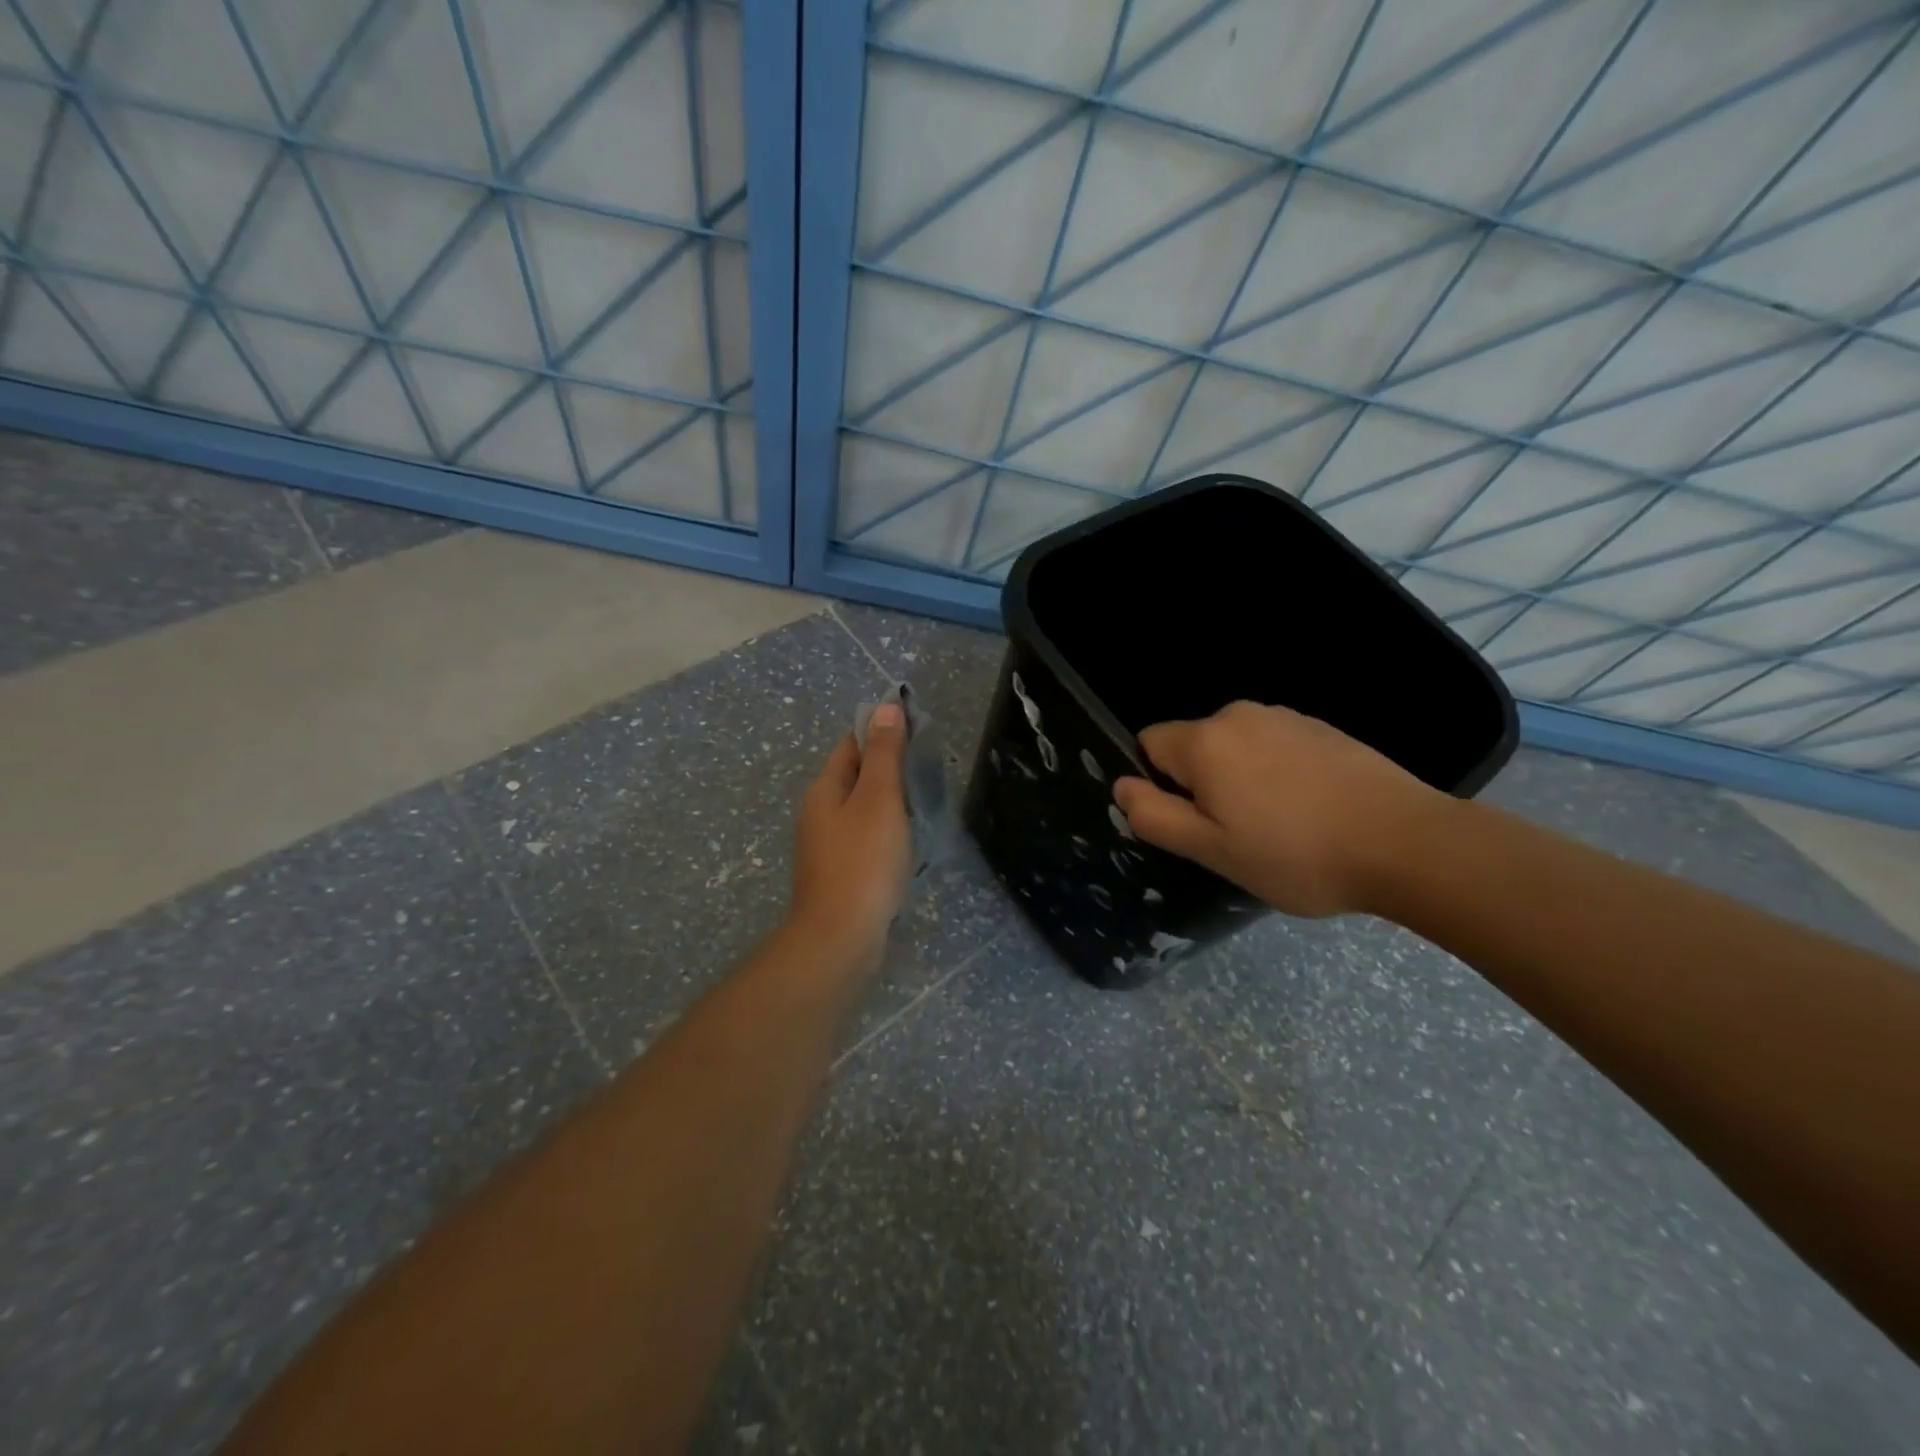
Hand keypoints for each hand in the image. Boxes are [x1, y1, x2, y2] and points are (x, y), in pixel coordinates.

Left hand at [788, 703, 913, 968]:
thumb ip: (884, 754)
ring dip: (889, 802)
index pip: (851, 744)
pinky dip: (886, 832)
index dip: (882, 732)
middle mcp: (819, 813)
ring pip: (861, 809)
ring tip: (924, 803)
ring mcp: (826, 846)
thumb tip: (885, 706)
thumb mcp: (879, 799)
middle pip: (855, 776)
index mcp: (824, 789)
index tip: (918, 732)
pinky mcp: (839, 873)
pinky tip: (907, 843)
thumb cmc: (863, 861)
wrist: (841, 937)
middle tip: (929, 768)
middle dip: (888, 767)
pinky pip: (865, 838)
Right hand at [1112, 701, 1448, 917]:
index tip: (1194, 822)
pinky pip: (1274, 748)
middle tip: (1237, 835)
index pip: (1148, 745)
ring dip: (1241, 780)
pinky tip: (1311, 811)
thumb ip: (1154, 816)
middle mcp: (1240, 714)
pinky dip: (1277, 775)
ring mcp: (1286, 717)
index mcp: (1205, 740)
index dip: (1159, 786)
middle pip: (1193, 746)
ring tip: (1280, 827)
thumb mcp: (1211, 850)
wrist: (1407, 842)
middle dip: (1201, 785)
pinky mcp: (1323, 728)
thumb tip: (1120, 786)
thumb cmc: (1296, 853)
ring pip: (1235, 748)